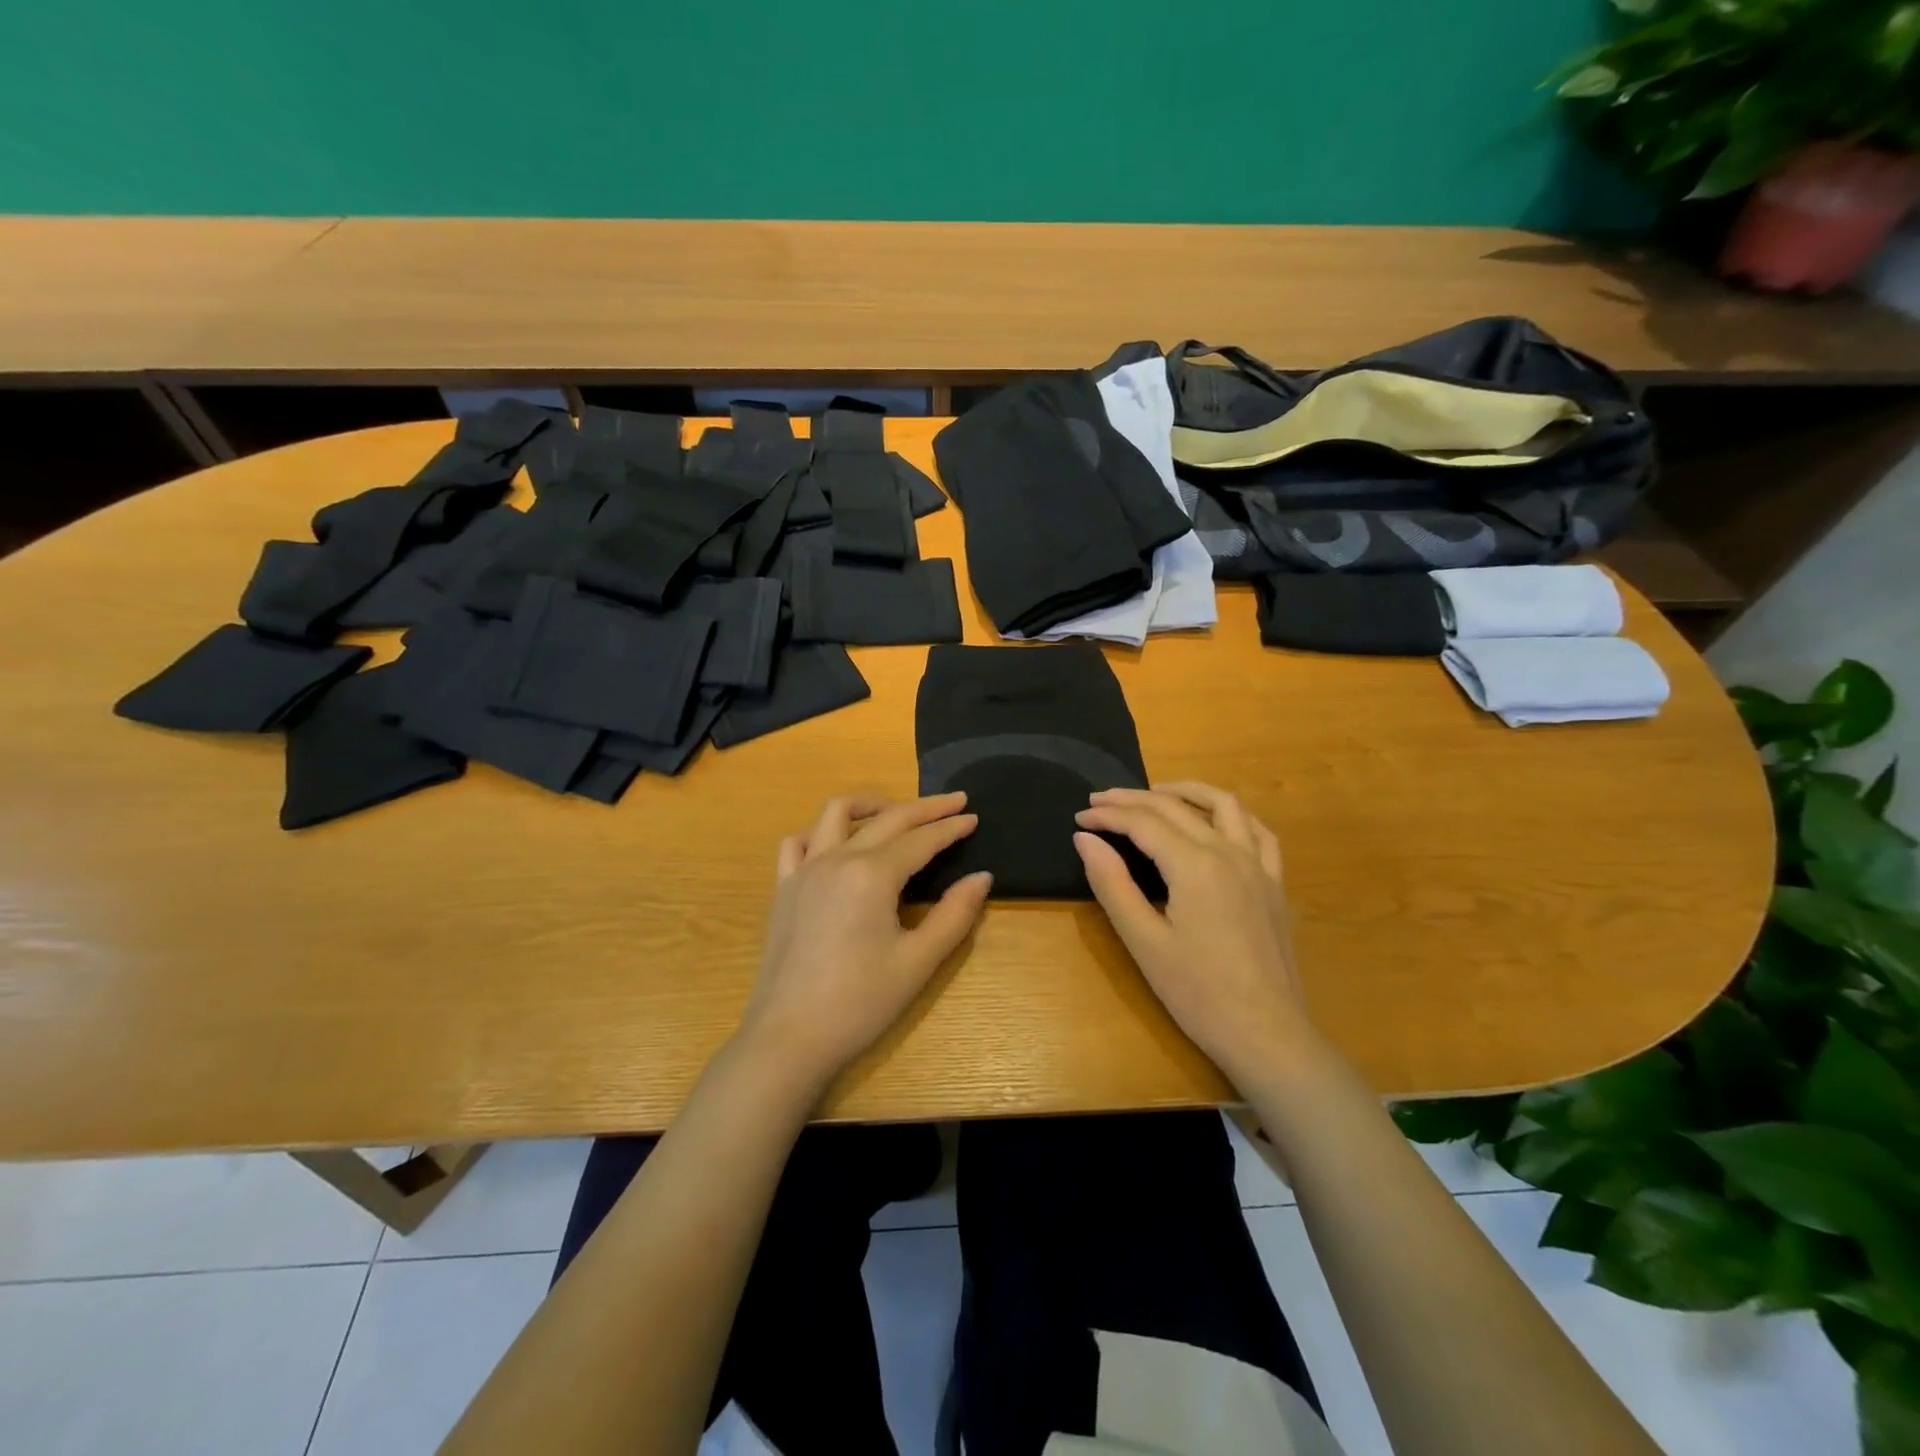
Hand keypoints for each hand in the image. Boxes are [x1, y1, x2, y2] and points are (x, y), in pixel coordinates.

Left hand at [736, 792, 991, 1089]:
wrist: (788, 1039)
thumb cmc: (859, 1004)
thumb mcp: (918, 963)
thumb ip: (954, 915)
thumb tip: (981, 878)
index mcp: (871, 875)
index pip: (920, 840)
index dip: (950, 828)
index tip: (974, 816)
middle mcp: (836, 859)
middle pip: (887, 818)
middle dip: (924, 808)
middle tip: (954, 802)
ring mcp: (804, 870)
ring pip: (835, 814)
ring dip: (870, 805)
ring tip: (896, 812)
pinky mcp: (783, 888)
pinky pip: (798, 842)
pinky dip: (822, 831)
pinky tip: (837, 844)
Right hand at [1074, 782, 1315, 1087]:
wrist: (1267, 1034)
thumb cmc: (1197, 993)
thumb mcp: (1143, 941)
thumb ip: (1112, 884)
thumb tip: (1085, 839)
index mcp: (1195, 866)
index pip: (1143, 823)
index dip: (1108, 816)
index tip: (1080, 817)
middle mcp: (1229, 852)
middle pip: (1176, 808)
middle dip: (1133, 799)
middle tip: (1100, 801)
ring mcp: (1259, 865)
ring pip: (1223, 805)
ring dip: (1186, 791)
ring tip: (1155, 793)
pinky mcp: (1275, 883)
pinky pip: (1257, 831)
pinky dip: (1230, 815)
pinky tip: (1214, 821)